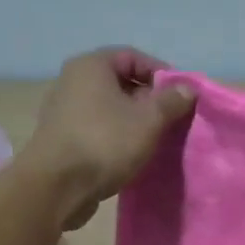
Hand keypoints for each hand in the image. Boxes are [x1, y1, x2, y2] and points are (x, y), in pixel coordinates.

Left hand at [23, 48, 196, 227]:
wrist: (56, 187)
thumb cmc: (104, 143)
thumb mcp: (148, 120)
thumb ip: (171, 101)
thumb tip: (188, 88)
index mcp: (90, 66)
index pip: (133, 56)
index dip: (161, 73)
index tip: (181, 96)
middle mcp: (72, 81)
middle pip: (119, 82)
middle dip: (148, 100)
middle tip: (170, 120)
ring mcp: (63, 111)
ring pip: (108, 108)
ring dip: (132, 121)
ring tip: (153, 140)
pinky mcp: (60, 139)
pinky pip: (95, 129)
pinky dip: (114, 137)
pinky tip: (129, 155)